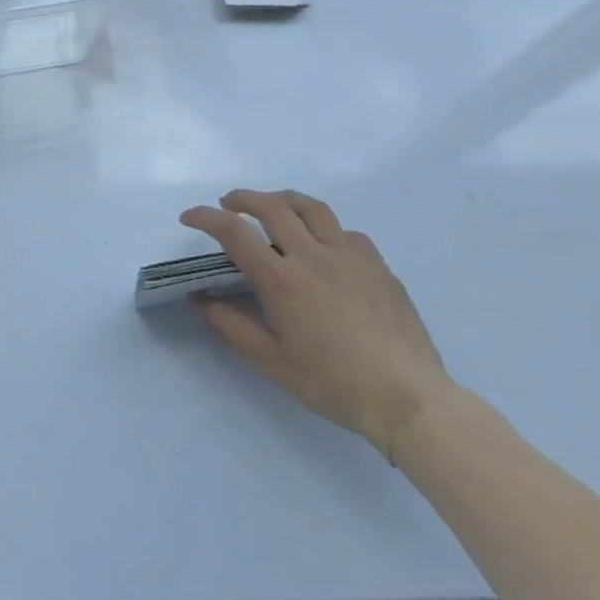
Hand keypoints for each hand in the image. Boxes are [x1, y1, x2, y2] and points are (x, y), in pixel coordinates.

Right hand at [183, 189, 451, 458]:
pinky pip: (347, 232)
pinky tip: (325, 247)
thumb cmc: (333, 384)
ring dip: (283, 200)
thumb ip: (231, 326)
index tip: (189, 217)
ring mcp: (350, 256)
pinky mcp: (378, 266)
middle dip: (242, 198)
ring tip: (273, 208)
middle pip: (270, 206)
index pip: (233, 232)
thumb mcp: (272, 362)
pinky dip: (325, 230)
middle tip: (228, 205)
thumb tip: (199, 299)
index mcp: (281, 280)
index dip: (205, 217)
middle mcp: (312, 256)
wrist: (410, 401)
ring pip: (311, 207)